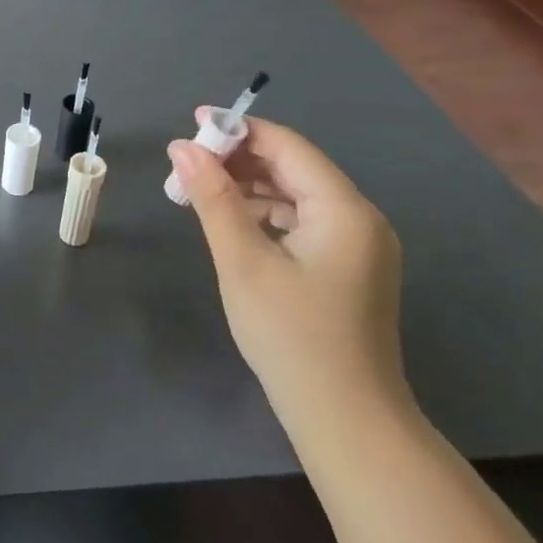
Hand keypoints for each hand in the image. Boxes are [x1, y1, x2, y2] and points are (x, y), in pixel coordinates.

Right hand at [168, 112, 410, 434]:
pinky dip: (264, 214)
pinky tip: (231, 223)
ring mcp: (357, 246)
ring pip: (295, 194)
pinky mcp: (347, 268)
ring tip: (198, 191)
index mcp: (343, 210)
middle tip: (186, 164)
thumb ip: (213, 198)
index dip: (238, 129)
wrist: (345, 419)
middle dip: (238, 159)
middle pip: (293, 167)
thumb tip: (183, 148)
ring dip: (248, 187)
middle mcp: (359, 219)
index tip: (191, 123)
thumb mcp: (242, 260)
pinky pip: (302, 221)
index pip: (288, 146)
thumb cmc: (291, 335)